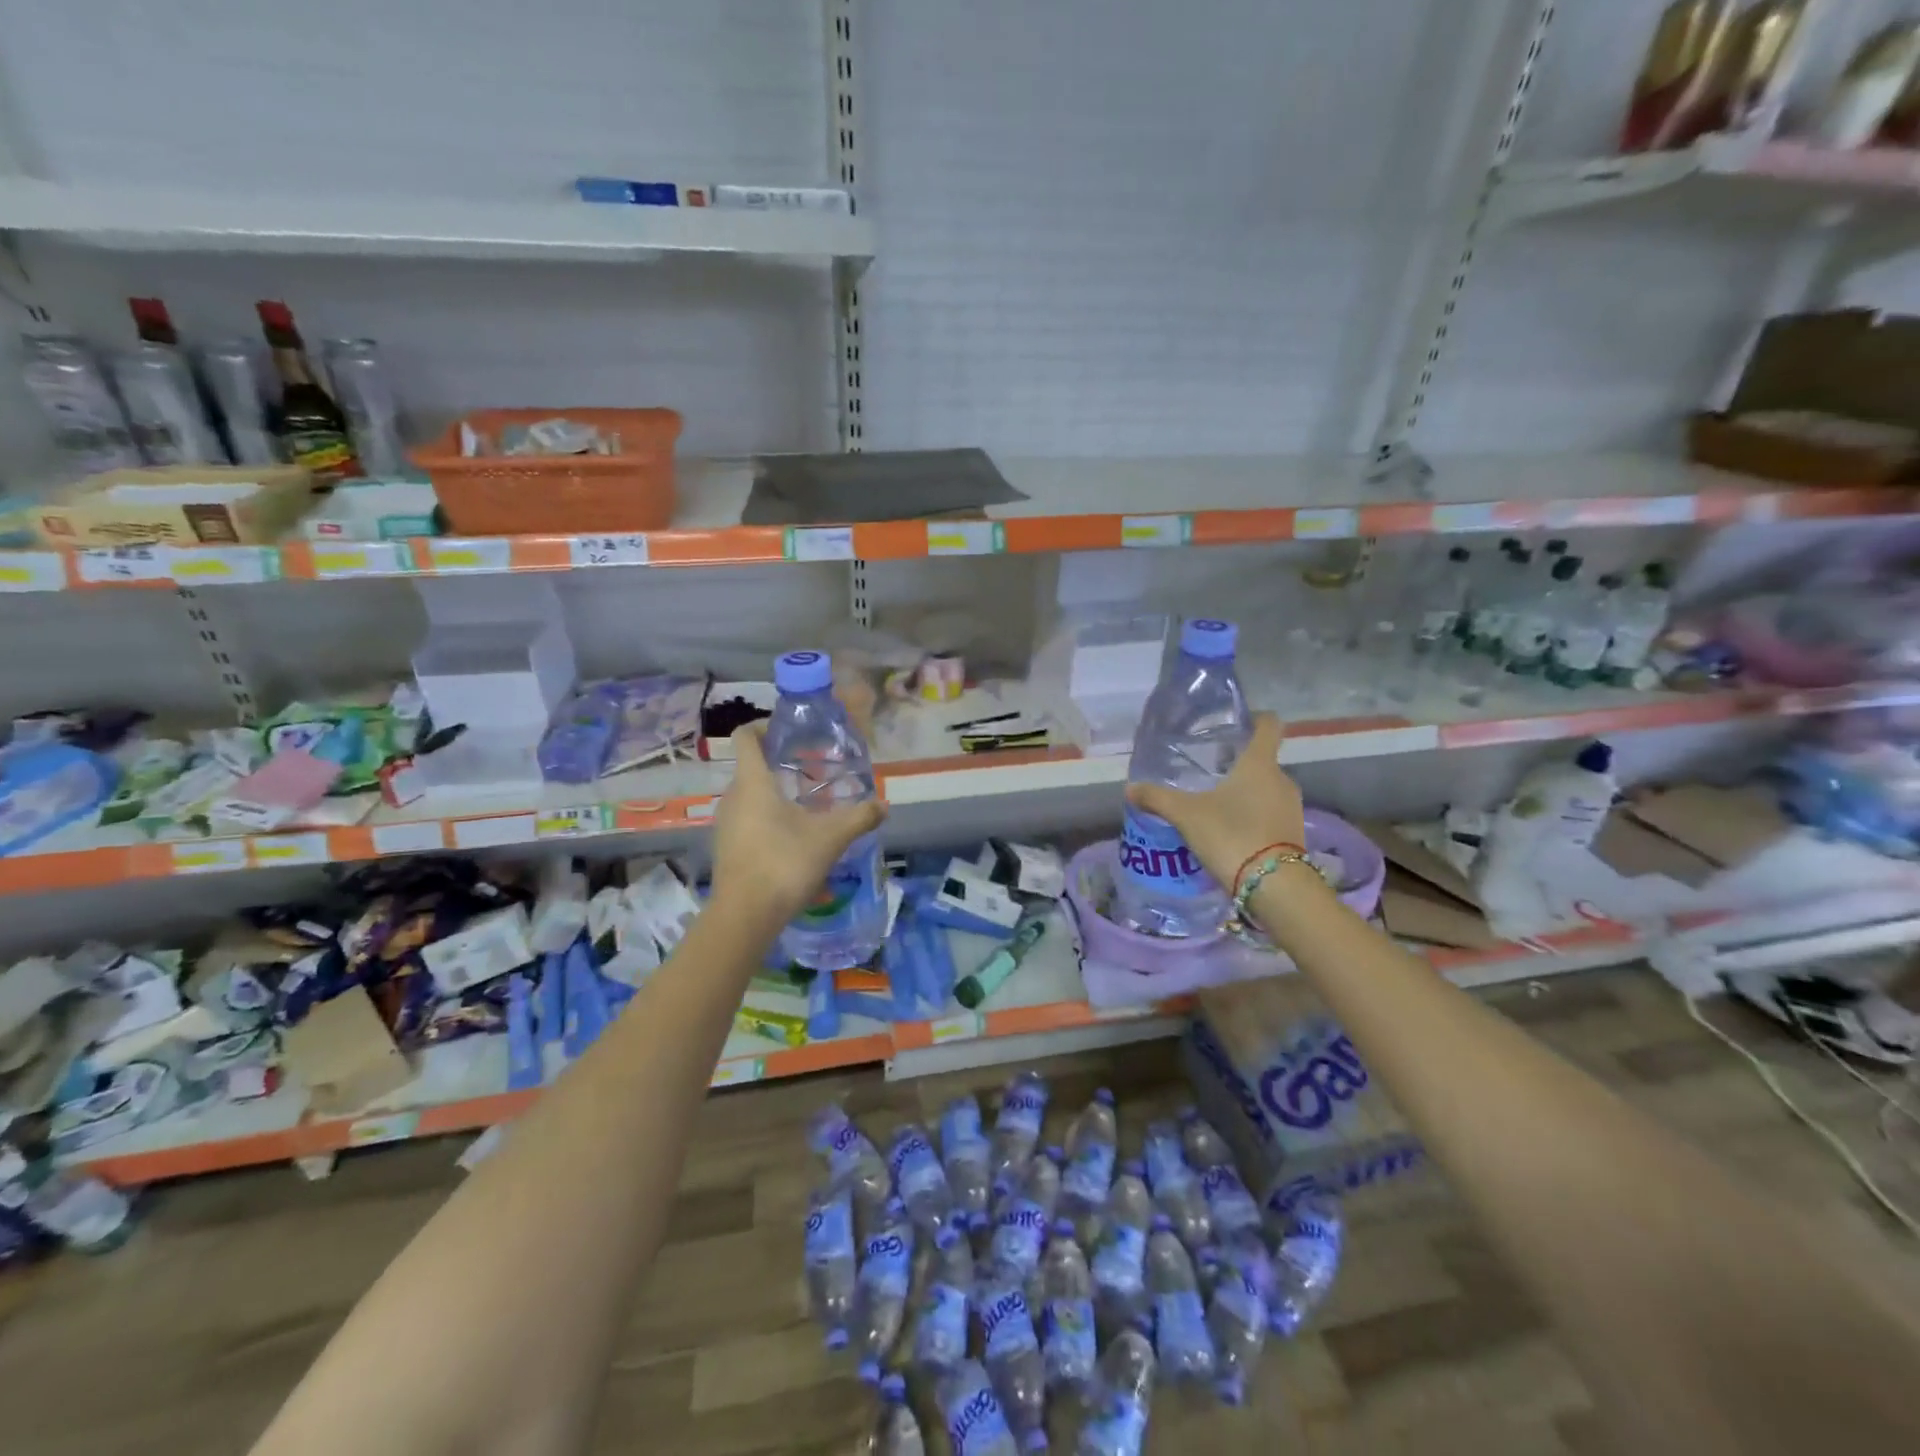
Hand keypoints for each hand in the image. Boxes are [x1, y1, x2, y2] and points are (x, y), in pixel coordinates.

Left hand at [712, 723, 886, 927]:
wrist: (745, 916)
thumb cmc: (785, 863)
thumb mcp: (831, 838)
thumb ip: (859, 817)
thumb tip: (885, 805)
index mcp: (753, 782)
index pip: (746, 736)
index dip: (765, 726)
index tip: (793, 732)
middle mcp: (733, 796)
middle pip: (751, 765)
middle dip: (780, 761)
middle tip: (813, 768)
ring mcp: (726, 823)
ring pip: (750, 794)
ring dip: (775, 791)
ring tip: (808, 801)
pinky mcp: (727, 846)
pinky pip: (747, 817)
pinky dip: (767, 815)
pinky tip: (793, 834)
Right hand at [1125, 714, 1303, 889]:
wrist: (1274, 886)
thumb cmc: (1231, 834)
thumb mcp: (1186, 815)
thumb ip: (1157, 798)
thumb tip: (1130, 788)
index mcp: (1260, 763)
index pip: (1269, 726)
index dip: (1256, 718)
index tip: (1238, 722)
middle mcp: (1282, 779)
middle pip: (1263, 760)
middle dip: (1239, 763)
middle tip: (1210, 771)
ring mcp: (1292, 807)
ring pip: (1267, 789)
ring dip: (1247, 792)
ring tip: (1216, 803)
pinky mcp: (1294, 833)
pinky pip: (1271, 813)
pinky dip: (1254, 815)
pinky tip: (1230, 829)